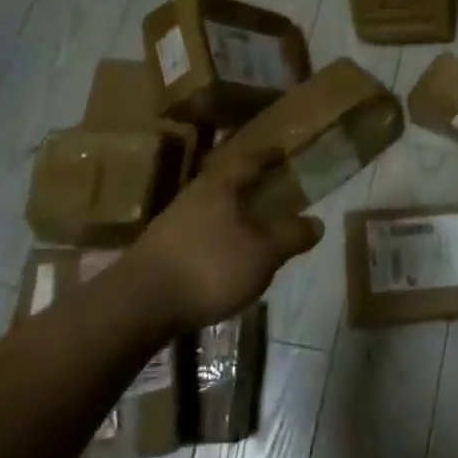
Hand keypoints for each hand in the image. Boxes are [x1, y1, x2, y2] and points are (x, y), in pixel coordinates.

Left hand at [129, 147, 321, 329]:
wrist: (139, 305)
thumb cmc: (209, 267)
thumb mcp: (263, 254)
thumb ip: (291, 236)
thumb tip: (318, 222)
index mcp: (221, 185)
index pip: (250, 160)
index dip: (269, 156)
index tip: (284, 153)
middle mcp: (194, 195)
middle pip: (227, 181)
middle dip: (249, 184)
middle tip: (272, 188)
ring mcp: (172, 222)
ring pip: (211, 207)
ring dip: (232, 212)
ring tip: (252, 224)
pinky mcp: (160, 250)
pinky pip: (198, 232)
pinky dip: (217, 235)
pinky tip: (225, 254)